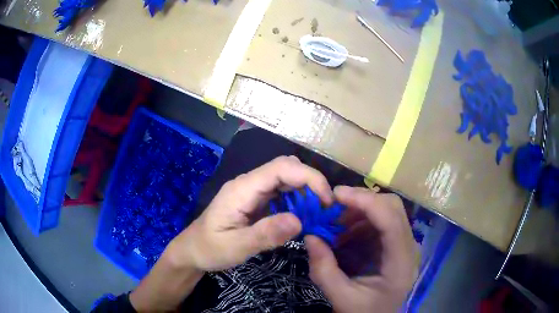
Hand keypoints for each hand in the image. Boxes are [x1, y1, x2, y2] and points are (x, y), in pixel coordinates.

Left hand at [167, 155, 333, 270]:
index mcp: (242, 189)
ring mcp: (252, 191)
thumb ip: (265, 235)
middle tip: (324, 209)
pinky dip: (297, 200)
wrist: (192, 250)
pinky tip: (302, 216)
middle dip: (311, 183)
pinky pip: (281, 192)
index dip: (309, 177)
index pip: (282, 168)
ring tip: (317, 213)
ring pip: (286, 178)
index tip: (326, 201)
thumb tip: (299, 221)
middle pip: (286, 168)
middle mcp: (249, 183)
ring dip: (306, 191)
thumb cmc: (209, 249)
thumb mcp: (236, 247)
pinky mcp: (255, 200)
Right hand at [305, 186, 417, 312]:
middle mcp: (409, 248)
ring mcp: (405, 244)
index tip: (336, 194)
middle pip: (393, 208)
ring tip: (335, 223)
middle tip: (333, 206)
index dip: (366, 202)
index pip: (391, 220)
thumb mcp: (340, 297)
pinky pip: (381, 221)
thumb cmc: (363, 312)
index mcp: (401, 263)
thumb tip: (310, 236)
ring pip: (387, 210)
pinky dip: (361, 220)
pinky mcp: (396, 244)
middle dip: (362, 201)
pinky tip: (345, 233)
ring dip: (360, 210)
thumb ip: (323, 269)